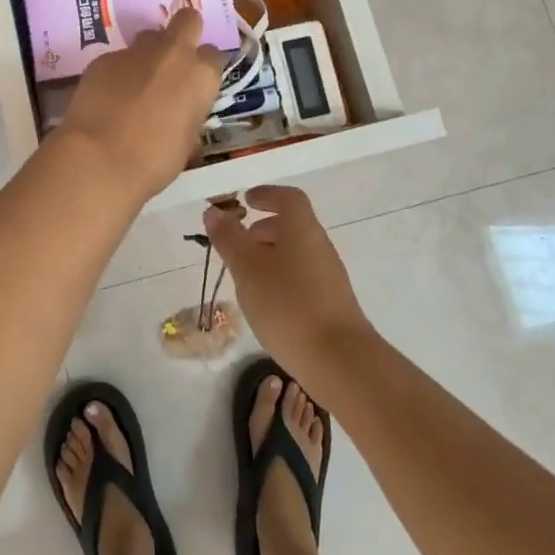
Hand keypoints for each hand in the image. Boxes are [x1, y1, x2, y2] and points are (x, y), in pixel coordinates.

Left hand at [53, 6, 223, 205]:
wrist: (99, 159)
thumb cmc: (155, 160)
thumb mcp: (188, 140)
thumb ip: (189, 111)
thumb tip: (181, 107)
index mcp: (201, 76)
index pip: (214, 55)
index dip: (205, 67)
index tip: (197, 82)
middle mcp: (173, 53)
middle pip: (187, 20)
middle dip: (185, 32)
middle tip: (175, 57)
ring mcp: (135, 51)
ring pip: (149, 36)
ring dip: (149, 51)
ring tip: (138, 80)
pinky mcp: (104, 58)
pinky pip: (118, 57)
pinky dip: (118, 71)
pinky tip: (108, 96)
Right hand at [204, 186, 375, 379]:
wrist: (339, 360)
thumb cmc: (288, 304)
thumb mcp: (247, 268)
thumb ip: (229, 238)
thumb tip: (214, 211)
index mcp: (302, 228)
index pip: (288, 198)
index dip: (267, 194)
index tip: (246, 200)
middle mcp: (319, 246)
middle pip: (292, 226)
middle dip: (263, 229)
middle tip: (238, 244)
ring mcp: (329, 276)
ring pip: (296, 254)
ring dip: (270, 256)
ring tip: (245, 277)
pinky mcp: (331, 304)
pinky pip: (301, 278)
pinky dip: (281, 279)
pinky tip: (266, 304)